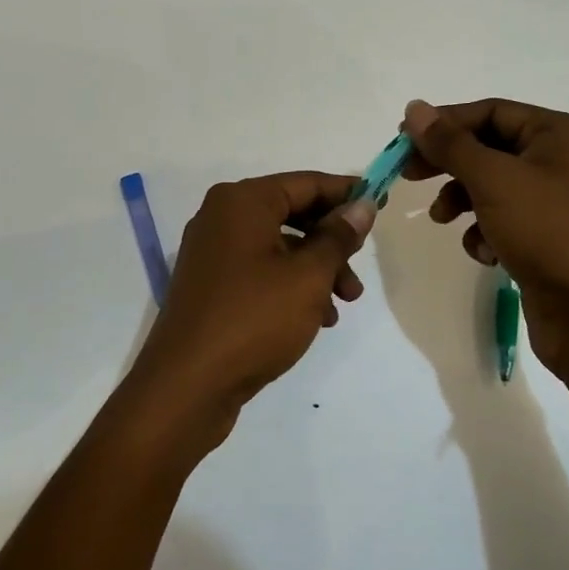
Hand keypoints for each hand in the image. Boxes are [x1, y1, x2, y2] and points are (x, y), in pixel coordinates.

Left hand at [124, 172, 374, 447]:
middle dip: (332, 241)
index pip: (306, 183)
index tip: (381, 203)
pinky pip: (261, 271)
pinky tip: (317, 319)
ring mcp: (213, 252)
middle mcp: (222, 217)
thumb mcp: (308, 276)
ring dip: (317, 269)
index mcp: (242, 202)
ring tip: (345, 303)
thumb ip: (338, 237)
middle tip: (361, 266)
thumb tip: (362, 206)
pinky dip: (291, 286)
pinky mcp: (211, 286)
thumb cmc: (254, 319)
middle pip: (292, 213)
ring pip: (280, 246)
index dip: (346, 193)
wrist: (187, 386)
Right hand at [402, 98, 568, 387]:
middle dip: (449, 163)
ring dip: (461, 200)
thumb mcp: (493, 180)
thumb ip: (450, 143)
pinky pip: (504, 218)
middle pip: (489, 147)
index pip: (491, 112)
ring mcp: (556, 200)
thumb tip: (414, 109)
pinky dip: (485, 231)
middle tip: (409, 175)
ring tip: (442, 219)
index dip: (445, 123)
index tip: (403, 140)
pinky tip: (483, 252)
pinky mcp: (547, 235)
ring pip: (491, 185)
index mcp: (561, 133)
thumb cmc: (547, 231)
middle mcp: (563, 159)